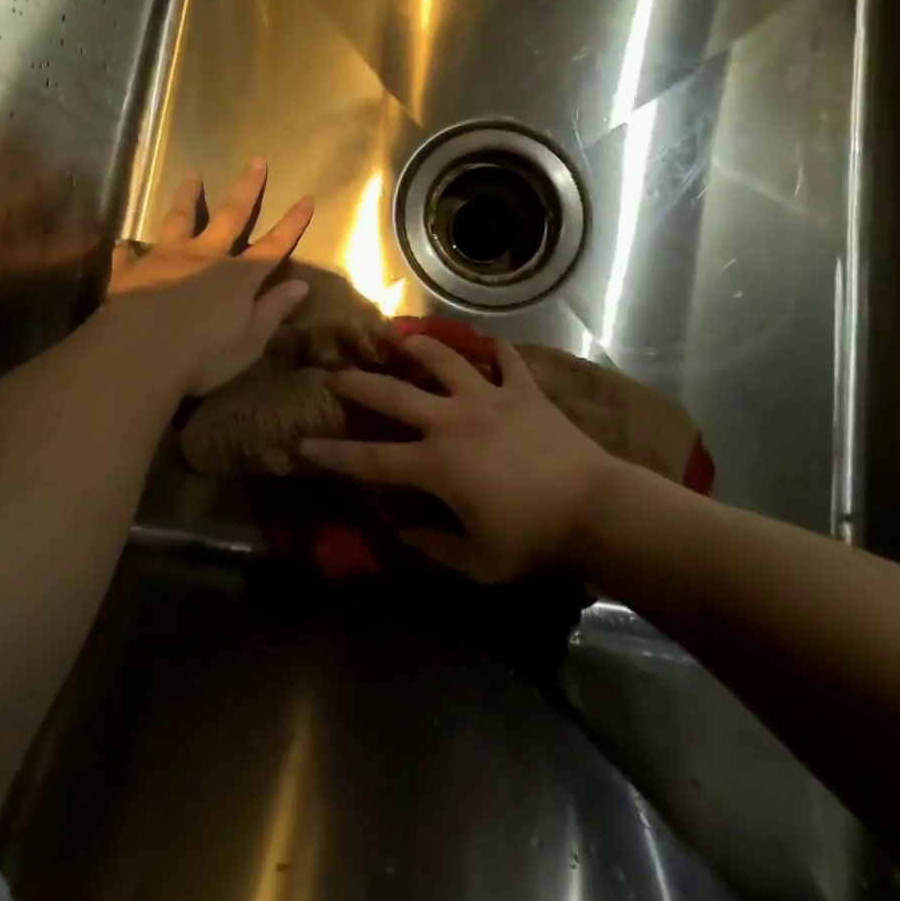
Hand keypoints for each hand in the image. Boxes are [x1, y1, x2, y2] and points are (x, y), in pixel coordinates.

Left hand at [104, 160, 314, 395]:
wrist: (140, 353)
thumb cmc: (204, 353)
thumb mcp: (251, 339)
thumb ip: (273, 310)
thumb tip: (301, 286)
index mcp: (238, 276)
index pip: (273, 245)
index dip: (292, 223)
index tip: (307, 198)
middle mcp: (205, 257)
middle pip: (231, 216)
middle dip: (246, 188)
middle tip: (256, 160)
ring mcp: (166, 260)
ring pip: (179, 219)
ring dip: (187, 197)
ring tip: (191, 174)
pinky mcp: (132, 273)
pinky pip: (129, 257)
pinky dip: (128, 250)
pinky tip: (123, 244)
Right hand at [300, 336, 619, 581]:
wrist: (594, 508)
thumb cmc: (533, 539)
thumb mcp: (479, 561)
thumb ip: (435, 546)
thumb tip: (405, 532)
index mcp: (437, 464)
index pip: (373, 459)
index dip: (335, 454)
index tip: (305, 444)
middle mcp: (453, 420)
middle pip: (395, 395)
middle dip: (361, 384)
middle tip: (338, 374)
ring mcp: (489, 398)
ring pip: (445, 360)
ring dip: (420, 347)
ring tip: (401, 339)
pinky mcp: (523, 391)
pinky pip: (508, 362)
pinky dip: (498, 353)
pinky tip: (491, 347)